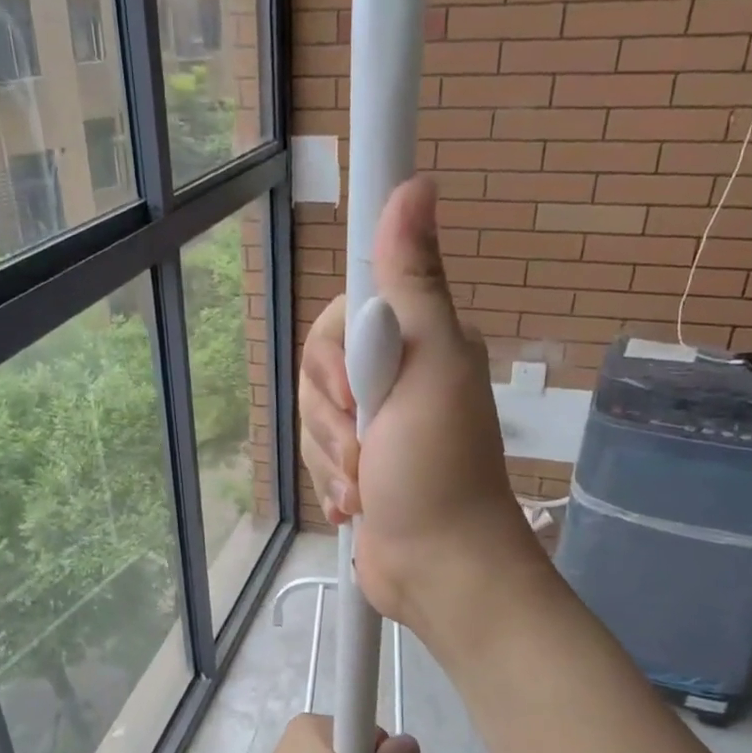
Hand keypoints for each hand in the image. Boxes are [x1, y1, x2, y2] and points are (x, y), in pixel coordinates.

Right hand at [298, 176, 543, 642]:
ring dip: (331, 457)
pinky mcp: (356, 464)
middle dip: (331, 417)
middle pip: (318, 368)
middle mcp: (394, 375)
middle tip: (367, 447)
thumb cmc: (439, 467)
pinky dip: (330, 482)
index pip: (342, 312)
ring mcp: (374, 424)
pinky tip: (355, 504)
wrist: (437, 568)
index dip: (334, 354)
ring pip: (312, 416)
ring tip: (365, 486)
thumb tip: (417, 185)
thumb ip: (412, 282)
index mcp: (415, 340)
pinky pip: (316, 454)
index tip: (354, 391)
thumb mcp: (429, 365)